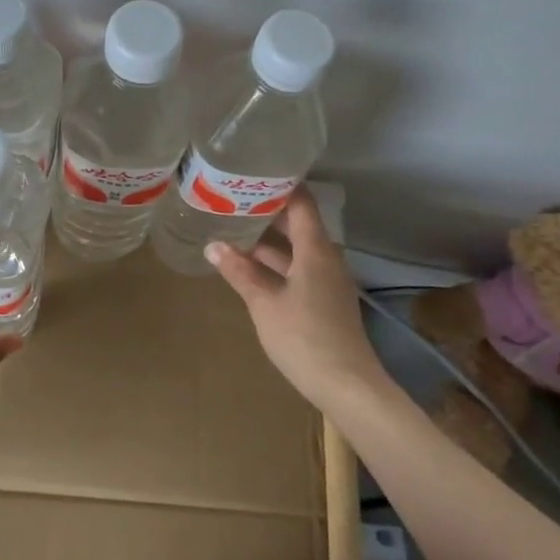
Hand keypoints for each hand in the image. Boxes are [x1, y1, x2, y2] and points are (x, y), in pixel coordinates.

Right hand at [206, 188, 384, 411]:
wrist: (346, 385)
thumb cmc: (304, 337)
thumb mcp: (264, 303)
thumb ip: (239, 271)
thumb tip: (213, 245)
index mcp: (315, 249)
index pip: (301, 202)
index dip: (279, 185)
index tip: (251, 174)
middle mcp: (325, 257)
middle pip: (297, 223)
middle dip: (266, 212)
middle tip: (231, 200)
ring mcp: (326, 280)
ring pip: (295, 248)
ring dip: (267, 240)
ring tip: (232, 228)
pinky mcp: (324, 300)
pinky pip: (297, 268)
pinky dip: (275, 262)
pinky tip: (249, 266)